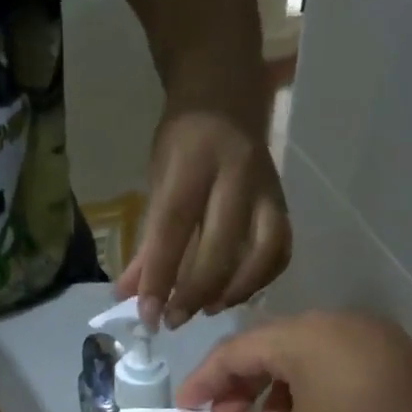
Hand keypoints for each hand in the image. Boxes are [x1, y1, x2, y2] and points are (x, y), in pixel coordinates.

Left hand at [117, 108, 290, 330]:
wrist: (227, 92)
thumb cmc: (184, 143)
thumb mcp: (157, 182)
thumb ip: (146, 242)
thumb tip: (127, 296)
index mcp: (193, 162)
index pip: (174, 229)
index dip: (159, 277)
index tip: (147, 315)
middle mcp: (236, 173)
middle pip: (220, 247)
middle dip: (194, 292)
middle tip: (175, 320)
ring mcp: (266, 189)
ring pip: (261, 251)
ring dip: (233, 290)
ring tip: (207, 309)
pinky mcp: (284, 202)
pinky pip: (281, 250)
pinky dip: (261, 279)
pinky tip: (236, 294)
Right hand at [173, 312, 411, 411]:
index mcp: (310, 336)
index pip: (236, 350)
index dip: (201, 385)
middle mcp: (345, 326)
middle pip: (273, 350)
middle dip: (239, 391)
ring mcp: (381, 346)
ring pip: (309, 363)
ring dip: (275, 398)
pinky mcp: (405, 371)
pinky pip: (341, 375)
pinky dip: (311, 401)